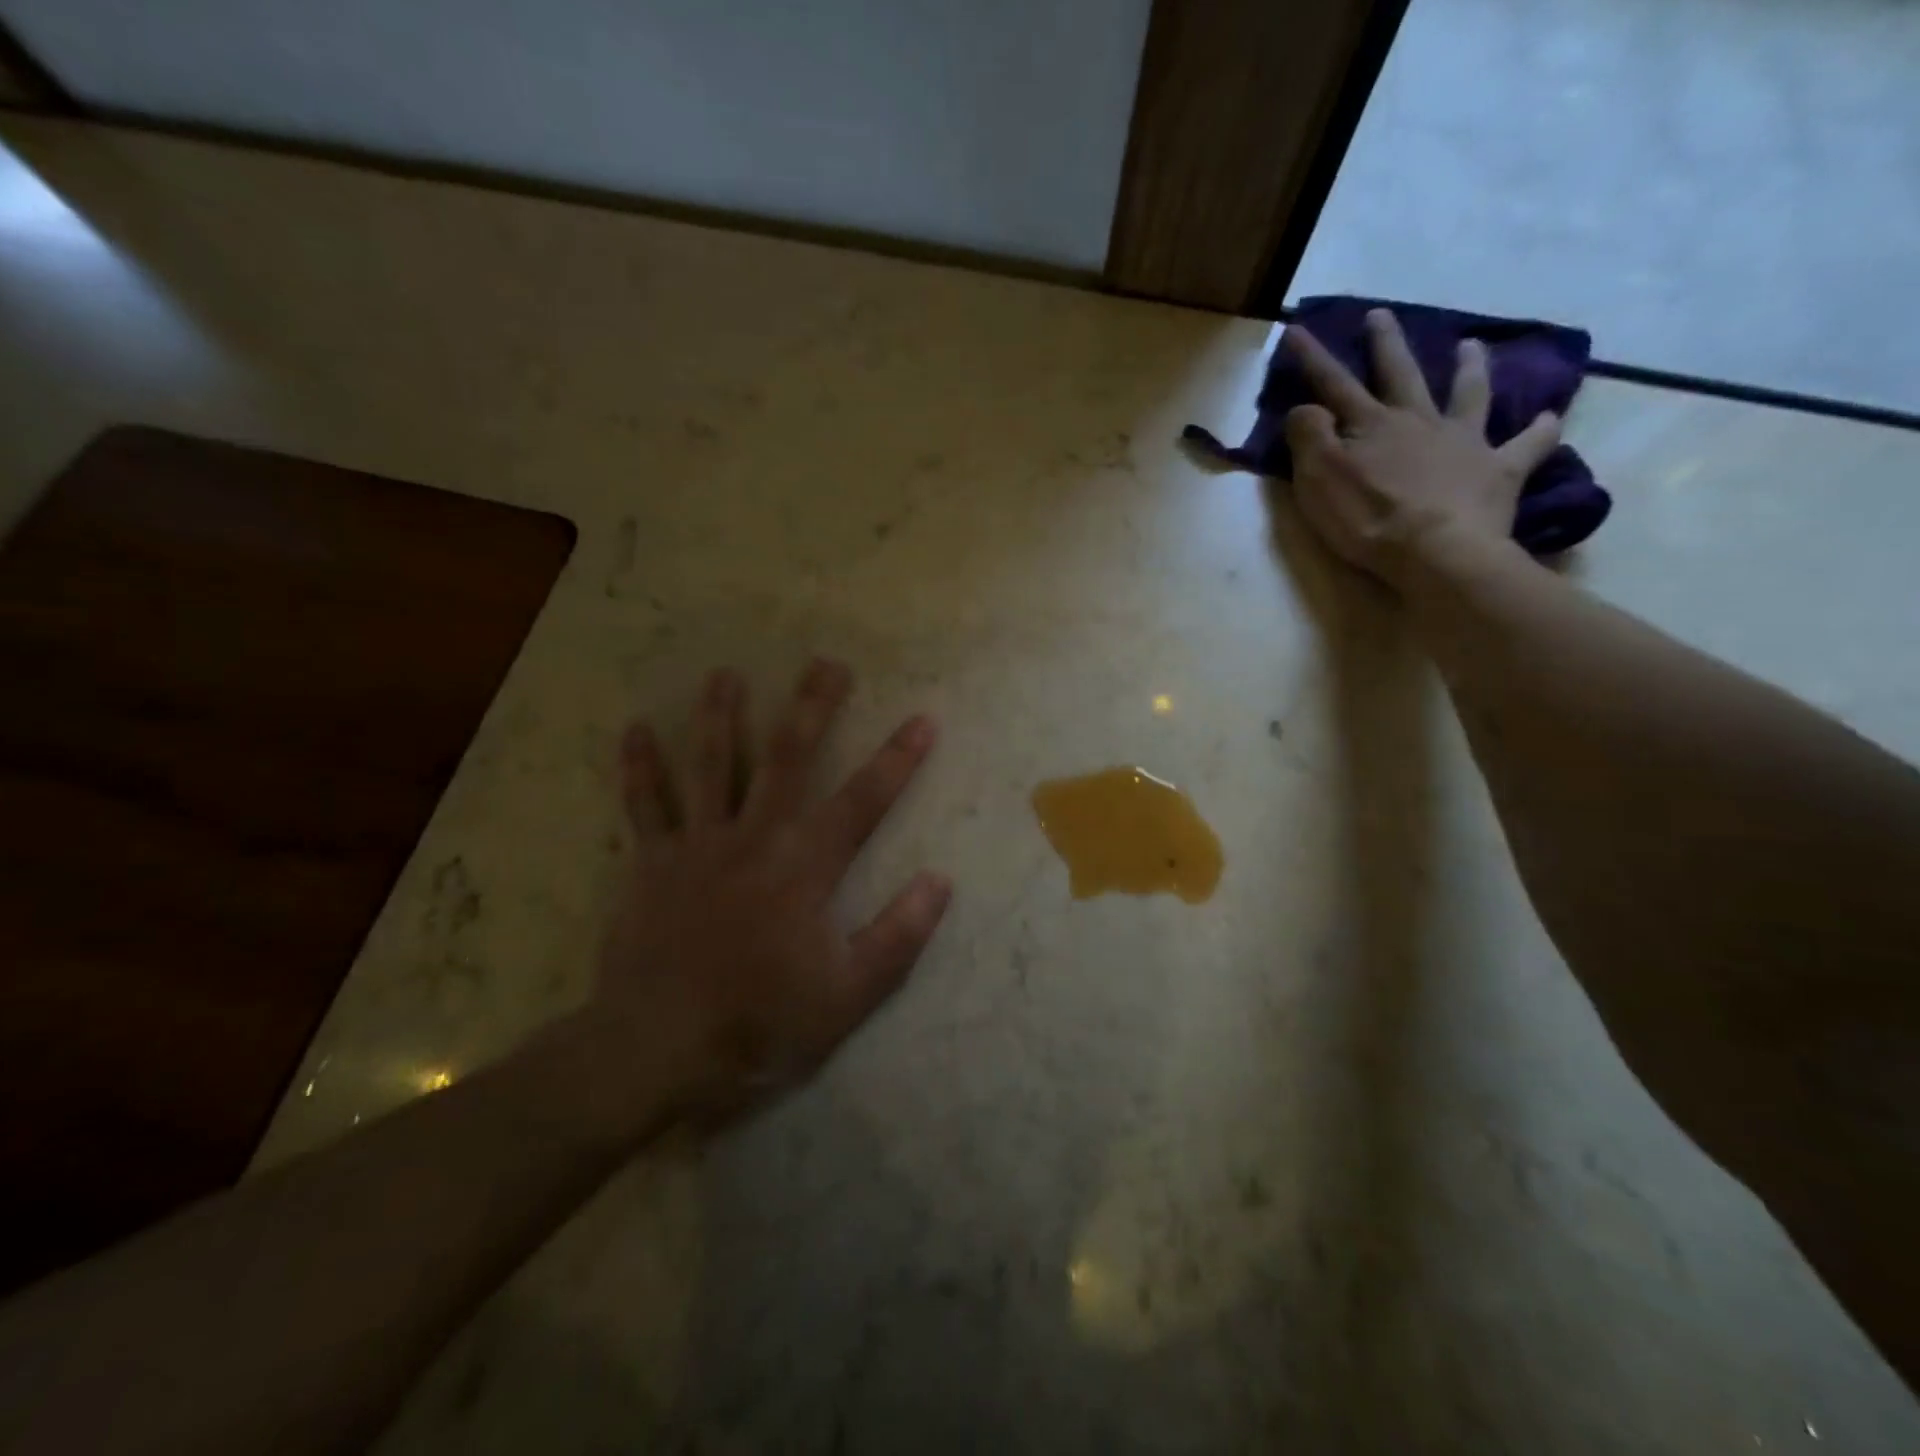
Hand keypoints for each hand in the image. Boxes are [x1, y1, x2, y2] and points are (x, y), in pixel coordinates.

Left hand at [597, 658, 949, 1106]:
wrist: (657, 1049)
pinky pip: (644, 807)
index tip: (923, 718)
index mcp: (805, 867)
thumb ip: (897, 935)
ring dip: (719, 716)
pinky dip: (638, 768)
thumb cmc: (760, 1022)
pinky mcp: (652, 865)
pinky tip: (633, 729)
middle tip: (826, 663)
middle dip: (811, 708)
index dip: (898, 759)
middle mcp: (755, 839)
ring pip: (710, 766)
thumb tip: (940, 881)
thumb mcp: (847, 994)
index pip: (863, 801)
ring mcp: (698, 846)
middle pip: (787, 759)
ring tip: (725, 673)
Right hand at [1281, 308, 1562, 589]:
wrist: (1436, 551)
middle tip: (1381, 315)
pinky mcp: (1497, 472)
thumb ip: (1309, 437)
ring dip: (1468, 369)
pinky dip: (1538, 431)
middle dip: (1386, 344)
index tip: (1296, 328)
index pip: (1333, 384)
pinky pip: (1526, 446)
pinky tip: (1547, 419)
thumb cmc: (1368, 518)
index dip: (1313, 358)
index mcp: (1371, 425)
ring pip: (1467, 394)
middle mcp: (1418, 422)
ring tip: (1471, 346)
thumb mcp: (1319, 478)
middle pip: (1400, 374)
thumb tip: (1307, 407)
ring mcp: (1463, 442)